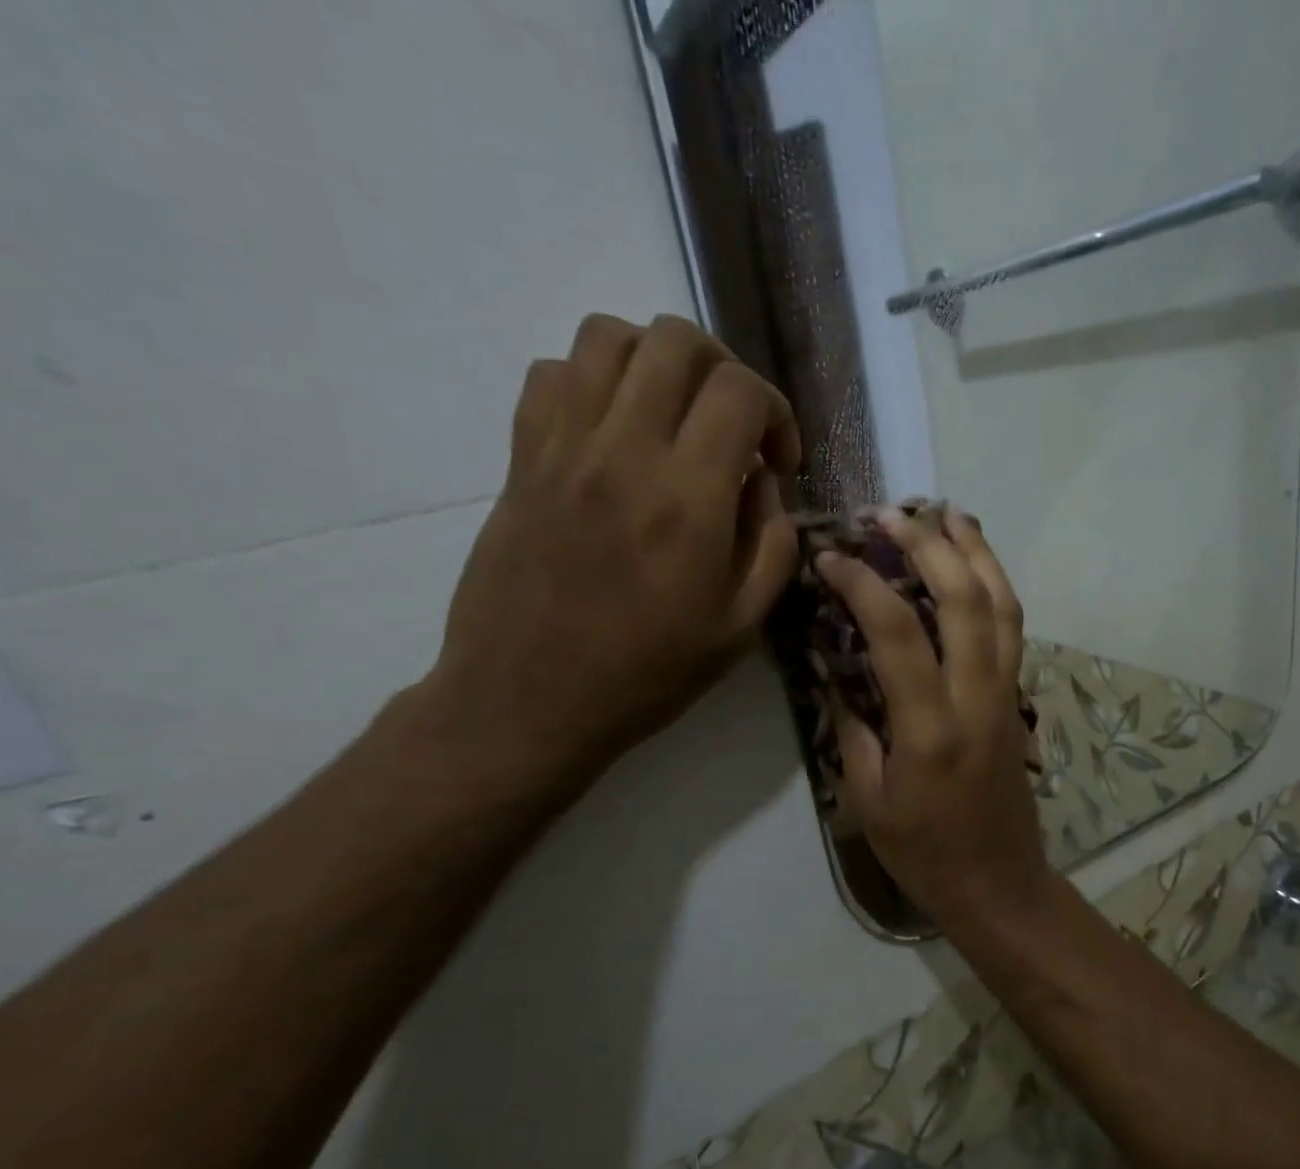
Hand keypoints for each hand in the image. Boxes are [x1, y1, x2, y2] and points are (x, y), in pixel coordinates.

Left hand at [412, 314, 801, 797]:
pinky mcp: (521, 458)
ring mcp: (562, 447)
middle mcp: (624, 451)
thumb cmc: (646, 674)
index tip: (778, 462)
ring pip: (606, 335)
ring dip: (655, 361)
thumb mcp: (740, 628)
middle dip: (723, 369)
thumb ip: (771, 545)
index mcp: (688, 499)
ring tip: (671, 416)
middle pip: (675, 339)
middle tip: (731, 426)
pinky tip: (612, 431)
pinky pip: (551, 373)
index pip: (740, 391)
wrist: (529, 700)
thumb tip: (764, 484)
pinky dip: (592, 380)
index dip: (776, 412)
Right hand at [816, 506, 1051, 929]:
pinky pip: (1012, 628)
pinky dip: (995, 585)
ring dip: (976, 552)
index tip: (830, 558)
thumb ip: (851, 727)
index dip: (863, 585)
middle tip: (889, 515)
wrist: (998, 882)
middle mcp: (977, 699)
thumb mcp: (867, 799)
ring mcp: (1006, 695)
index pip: (899, 633)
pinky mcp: (1017, 698)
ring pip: (1003, 605)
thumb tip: (834, 668)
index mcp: (931, 728)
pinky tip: (975, 565)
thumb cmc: (924, 852)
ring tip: (946, 514)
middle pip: (965, 600)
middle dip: (928, 545)